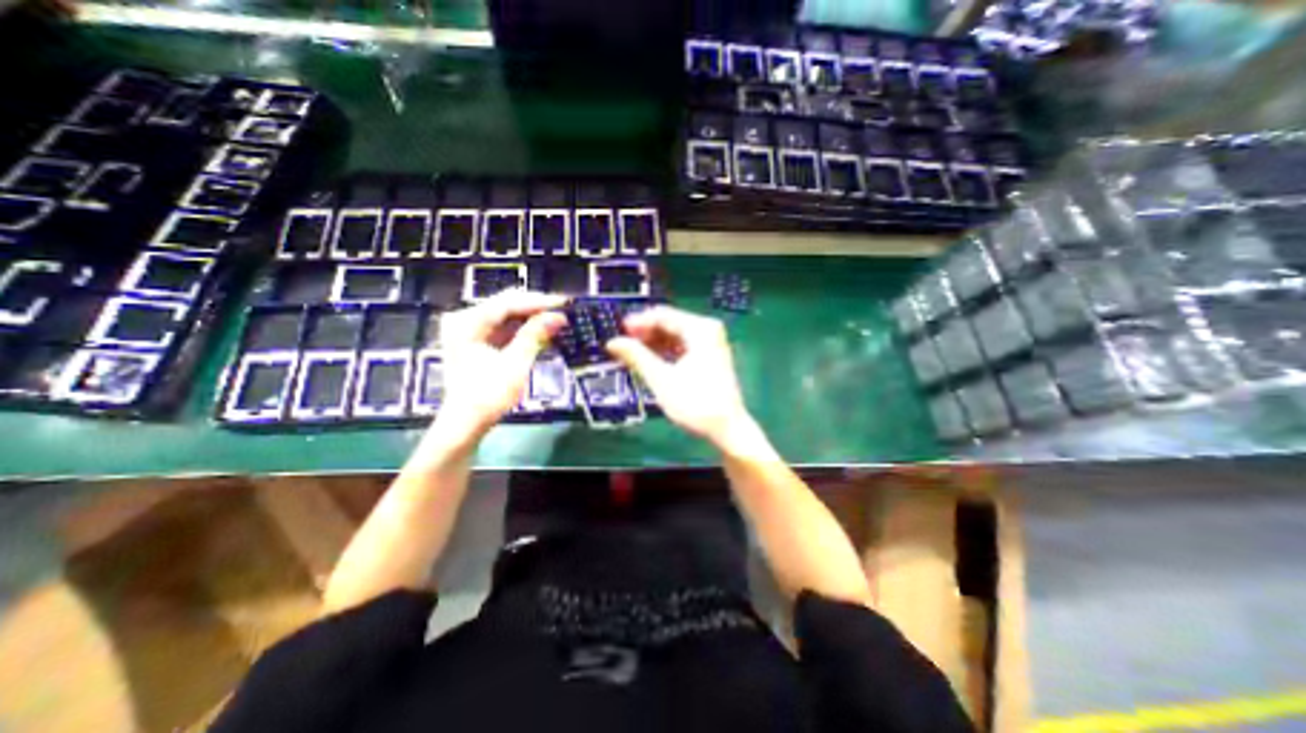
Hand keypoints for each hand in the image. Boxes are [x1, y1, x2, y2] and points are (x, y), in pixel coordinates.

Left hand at [438, 292, 565, 439]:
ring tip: (556, 320)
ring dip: (531, 319)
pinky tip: (541, 331)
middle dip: (535, 309)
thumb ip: (535, 335)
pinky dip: (522, 330)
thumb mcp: (515, 363)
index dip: (538, 301)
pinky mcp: (476, 340)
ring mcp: (469, 330)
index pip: (507, 303)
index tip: (563, 302)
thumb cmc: (488, 395)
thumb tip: (557, 316)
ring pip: (506, 316)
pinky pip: (503, 327)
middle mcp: (464, 320)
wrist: (467, 422)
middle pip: (505, 305)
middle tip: (562, 311)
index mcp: (467, 322)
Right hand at [605, 304, 749, 447]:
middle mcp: (708, 330)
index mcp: (700, 329)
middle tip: (622, 344)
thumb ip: (636, 356)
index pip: (663, 315)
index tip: (618, 331)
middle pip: (670, 323)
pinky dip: (666, 351)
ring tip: (632, 354)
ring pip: (676, 335)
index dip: (638, 322)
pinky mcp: (710, 357)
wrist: (727, 429)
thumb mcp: (661, 379)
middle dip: (645, 333)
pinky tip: (650, 361)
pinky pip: (683, 346)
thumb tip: (612, 342)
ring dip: (654, 343)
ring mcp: (711, 343)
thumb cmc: (695, 403)